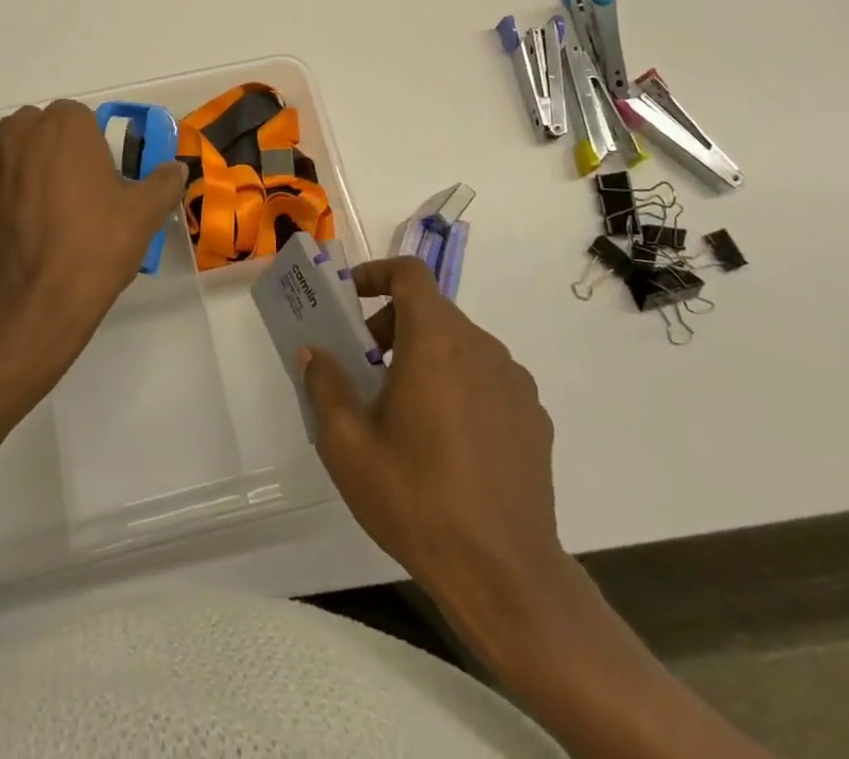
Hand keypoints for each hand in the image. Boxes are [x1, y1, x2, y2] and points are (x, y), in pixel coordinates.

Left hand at [0, 100, 186, 363]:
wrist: (33, 305)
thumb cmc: (95, 247)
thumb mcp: (144, 214)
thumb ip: (163, 182)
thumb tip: (175, 168)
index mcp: (63, 126)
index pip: (77, 117)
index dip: (89, 146)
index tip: (99, 178)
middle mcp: (16, 135)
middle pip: (36, 131)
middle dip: (51, 153)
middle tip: (72, 196)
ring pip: (4, 158)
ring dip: (18, 175)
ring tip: (38, 218)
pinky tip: (13, 237)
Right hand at [300, 258, 571, 646]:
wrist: (505, 574)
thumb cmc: (416, 499)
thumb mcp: (347, 445)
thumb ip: (325, 385)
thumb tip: (314, 354)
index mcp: (436, 341)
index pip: (410, 274)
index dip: (376, 274)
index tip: (350, 299)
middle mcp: (481, 347)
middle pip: (432, 309)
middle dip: (392, 324)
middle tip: (366, 366)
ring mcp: (514, 382)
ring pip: (460, 344)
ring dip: (426, 354)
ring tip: (404, 409)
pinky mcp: (534, 417)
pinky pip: (487, 378)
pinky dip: (459, 384)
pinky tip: (447, 440)